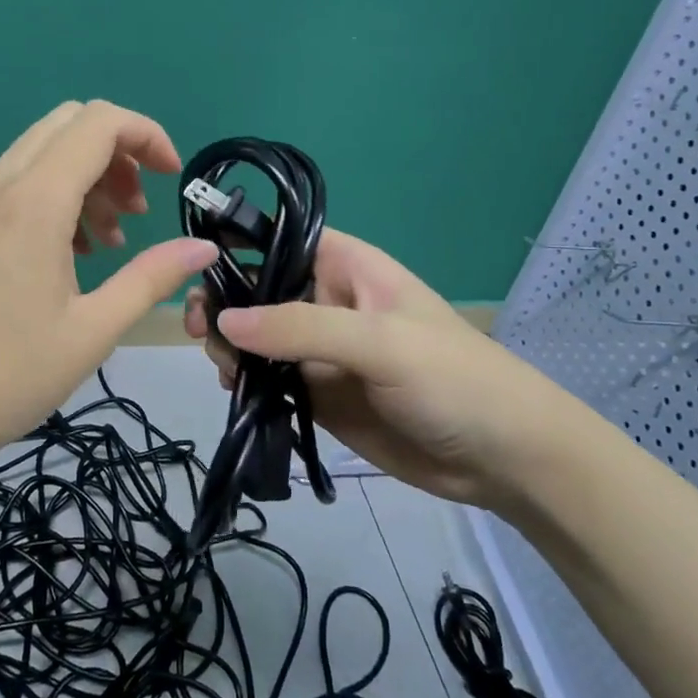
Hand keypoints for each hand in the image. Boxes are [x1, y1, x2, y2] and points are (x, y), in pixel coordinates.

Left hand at [0, 101, 217, 470]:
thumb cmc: (1, 376)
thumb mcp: (90, 332)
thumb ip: (150, 279)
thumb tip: (203, 249)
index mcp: (34, 201)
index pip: (100, 122)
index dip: (148, 136)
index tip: (172, 181)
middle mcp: (0, 185)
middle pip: (70, 125)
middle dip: (119, 154)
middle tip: (139, 211)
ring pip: (42, 152)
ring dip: (88, 178)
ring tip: (110, 243)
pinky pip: (18, 183)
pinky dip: (56, 197)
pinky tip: (69, 256)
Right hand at [184, 229, 606, 512]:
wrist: (503, 458)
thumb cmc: (452, 379)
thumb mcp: (380, 342)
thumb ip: (301, 327)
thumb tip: (226, 320)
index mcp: (346, 267)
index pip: (279, 239)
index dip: (236, 245)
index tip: (194, 267)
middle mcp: (326, 302)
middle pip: (258, 290)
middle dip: (225, 303)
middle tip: (200, 330)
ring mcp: (320, 351)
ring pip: (256, 338)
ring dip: (230, 347)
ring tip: (221, 368)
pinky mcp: (318, 394)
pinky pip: (269, 380)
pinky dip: (245, 383)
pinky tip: (233, 392)